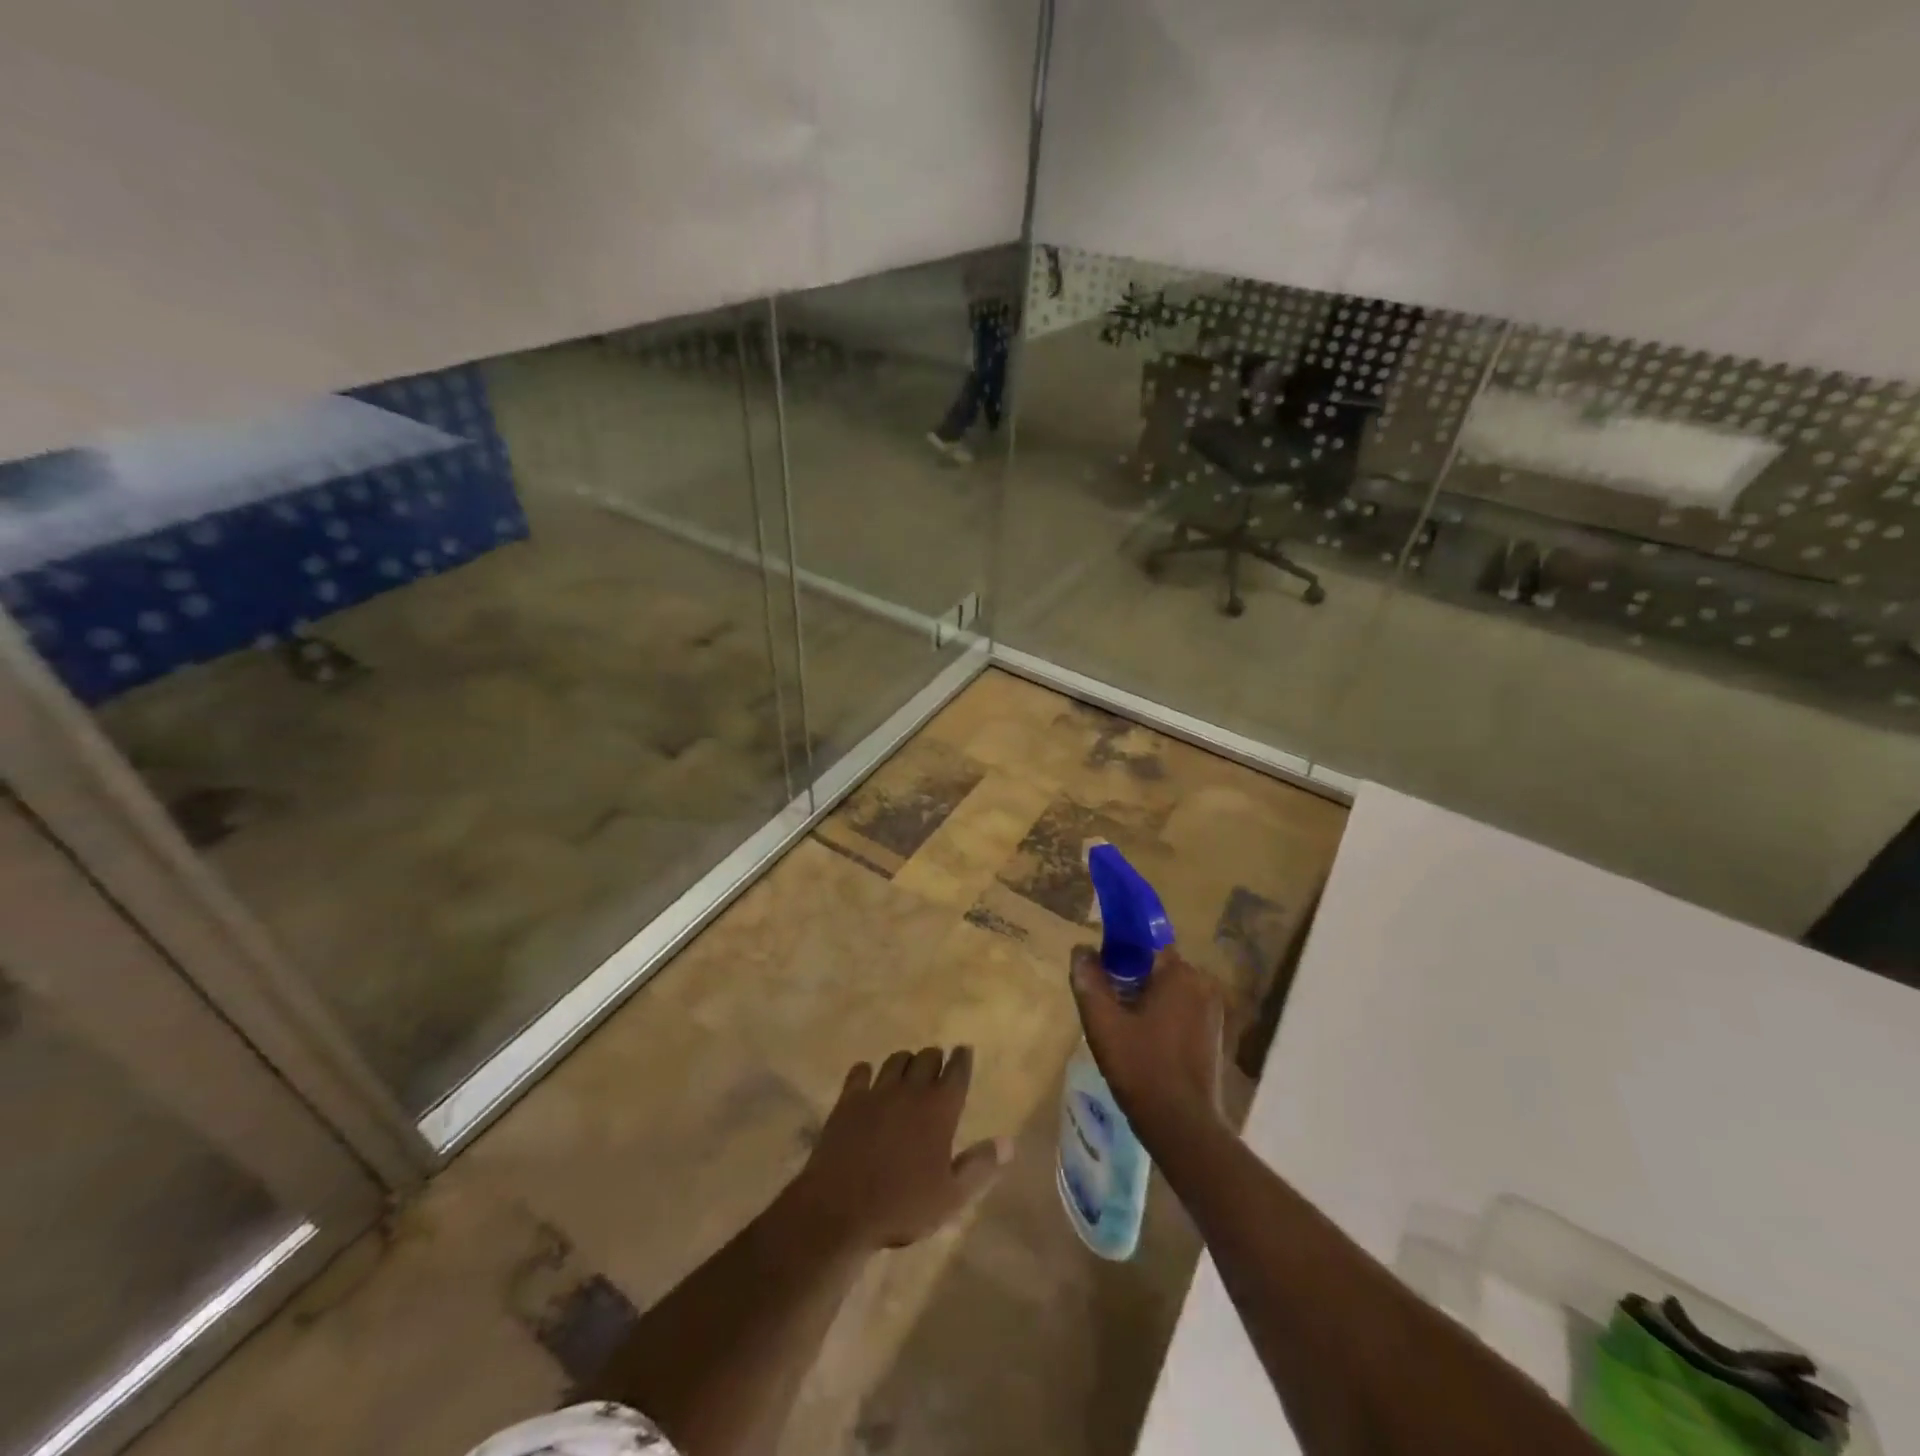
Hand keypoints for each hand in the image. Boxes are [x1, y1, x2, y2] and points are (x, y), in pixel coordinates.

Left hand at [787, 1048, 1008, 1252]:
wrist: (840, 1211)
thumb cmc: (902, 1207)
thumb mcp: (951, 1197)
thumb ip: (980, 1166)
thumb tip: (1009, 1142)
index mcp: (939, 1109)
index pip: (957, 1071)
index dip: (962, 1059)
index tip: (964, 1050)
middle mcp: (910, 1090)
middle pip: (927, 1057)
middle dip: (935, 1058)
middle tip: (937, 1066)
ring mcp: (877, 1092)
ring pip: (896, 1060)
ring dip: (905, 1062)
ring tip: (907, 1071)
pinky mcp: (848, 1100)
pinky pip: (860, 1071)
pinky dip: (867, 1072)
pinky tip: (868, 1079)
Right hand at [1070, 946, 1224, 1149]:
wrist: (1183, 1127)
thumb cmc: (1142, 1068)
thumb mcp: (1103, 1023)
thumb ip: (1089, 981)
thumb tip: (1081, 950)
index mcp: (1180, 974)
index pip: (1144, 943)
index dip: (1118, 951)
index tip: (1099, 970)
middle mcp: (1202, 985)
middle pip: (1155, 967)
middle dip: (1129, 979)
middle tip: (1105, 1006)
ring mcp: (1212, 1011)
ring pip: (1167, 991)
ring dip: (1144, 1000)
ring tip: (1121, 1028)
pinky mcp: (1214, 1035)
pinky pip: (1180, 1011)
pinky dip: (1160, 1018)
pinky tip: (1142, 1044)